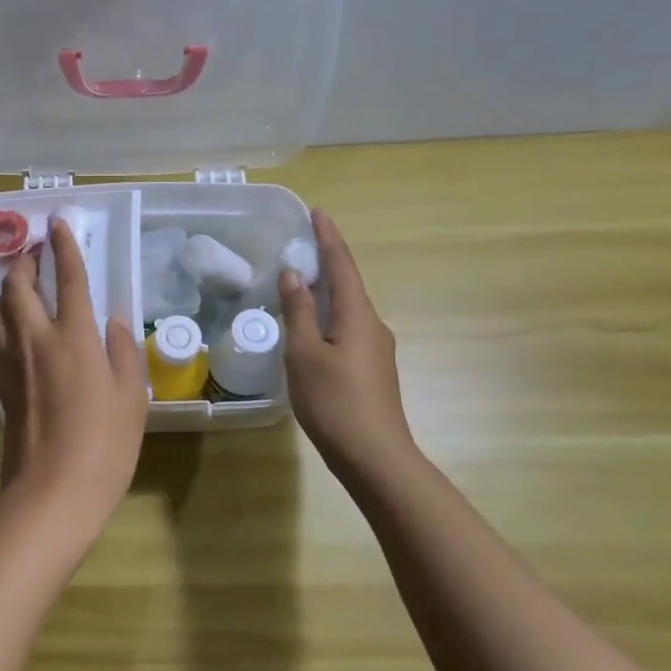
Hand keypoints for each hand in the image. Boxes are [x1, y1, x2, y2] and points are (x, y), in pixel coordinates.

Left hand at [0, 218, 148, 541]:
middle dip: (22, 261)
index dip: (64, 247)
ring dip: (4, 290)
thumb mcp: (132, 398)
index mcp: (73, 337)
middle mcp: (35, 339)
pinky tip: (13, 333)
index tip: (58, 222)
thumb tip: (114, 324)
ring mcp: (10, 362)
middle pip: (16, 285)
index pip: (67, 278)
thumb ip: (123, 353)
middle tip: (33, 251)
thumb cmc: (104, 446)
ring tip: (20, 289)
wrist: (52, 492)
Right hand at [279, 208, 422, 480]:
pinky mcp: (371, 370)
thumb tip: (294, 273)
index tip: (317, 212)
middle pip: (348, 284)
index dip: (328, 238)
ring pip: (347, 309)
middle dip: (326, 262)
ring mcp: (376, 350)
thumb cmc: (334, 401)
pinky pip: (347, 329)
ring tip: (298, 284)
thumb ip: (299, 311)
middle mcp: (373, 326)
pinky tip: (310, 329)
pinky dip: (327, 317)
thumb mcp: (305, 353)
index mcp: (358, 315)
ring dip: (325, 291)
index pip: (342, 265)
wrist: (375, 457)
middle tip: (300, 246)